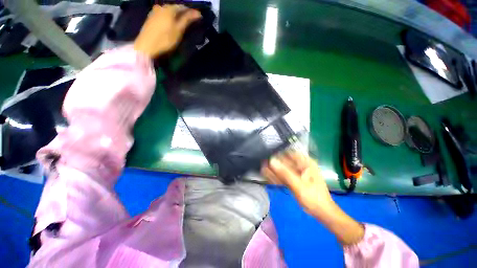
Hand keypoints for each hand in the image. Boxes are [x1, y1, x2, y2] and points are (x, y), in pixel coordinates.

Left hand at [134, 5, 200, 57]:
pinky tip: (171, 24)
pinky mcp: (150, 17)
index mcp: (169, 8)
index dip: (191, 12)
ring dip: (175, 16)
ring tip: (181, 23)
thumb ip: (187, 20)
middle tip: (190, 21)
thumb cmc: (165, 39)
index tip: (198, 17)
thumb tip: (197, 13)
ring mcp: (154, 11)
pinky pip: (163, 14)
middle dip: (183, 13)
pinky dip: (169, 18)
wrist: (146, 45)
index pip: (183, 7)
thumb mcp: (178, 30)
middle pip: (175, 8)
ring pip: (168, 11)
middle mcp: (161, 6)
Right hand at [261, 151, 364, 244]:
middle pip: (284, 161)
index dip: (277, 153)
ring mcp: (298, 172)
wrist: (322, 213)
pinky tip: (268, 177)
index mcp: (305, 162)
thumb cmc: (314, 198)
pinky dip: (277, 177)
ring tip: (263, 170)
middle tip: (262, 165)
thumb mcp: (299, 185)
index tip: (267, 155)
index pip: (289, 153)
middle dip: (274, 164)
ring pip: (283, 169)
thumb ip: (284, 173)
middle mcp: (301, 165)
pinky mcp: (295, 179)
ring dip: (274, 171)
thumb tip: (271, 161)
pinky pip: (284, 176)